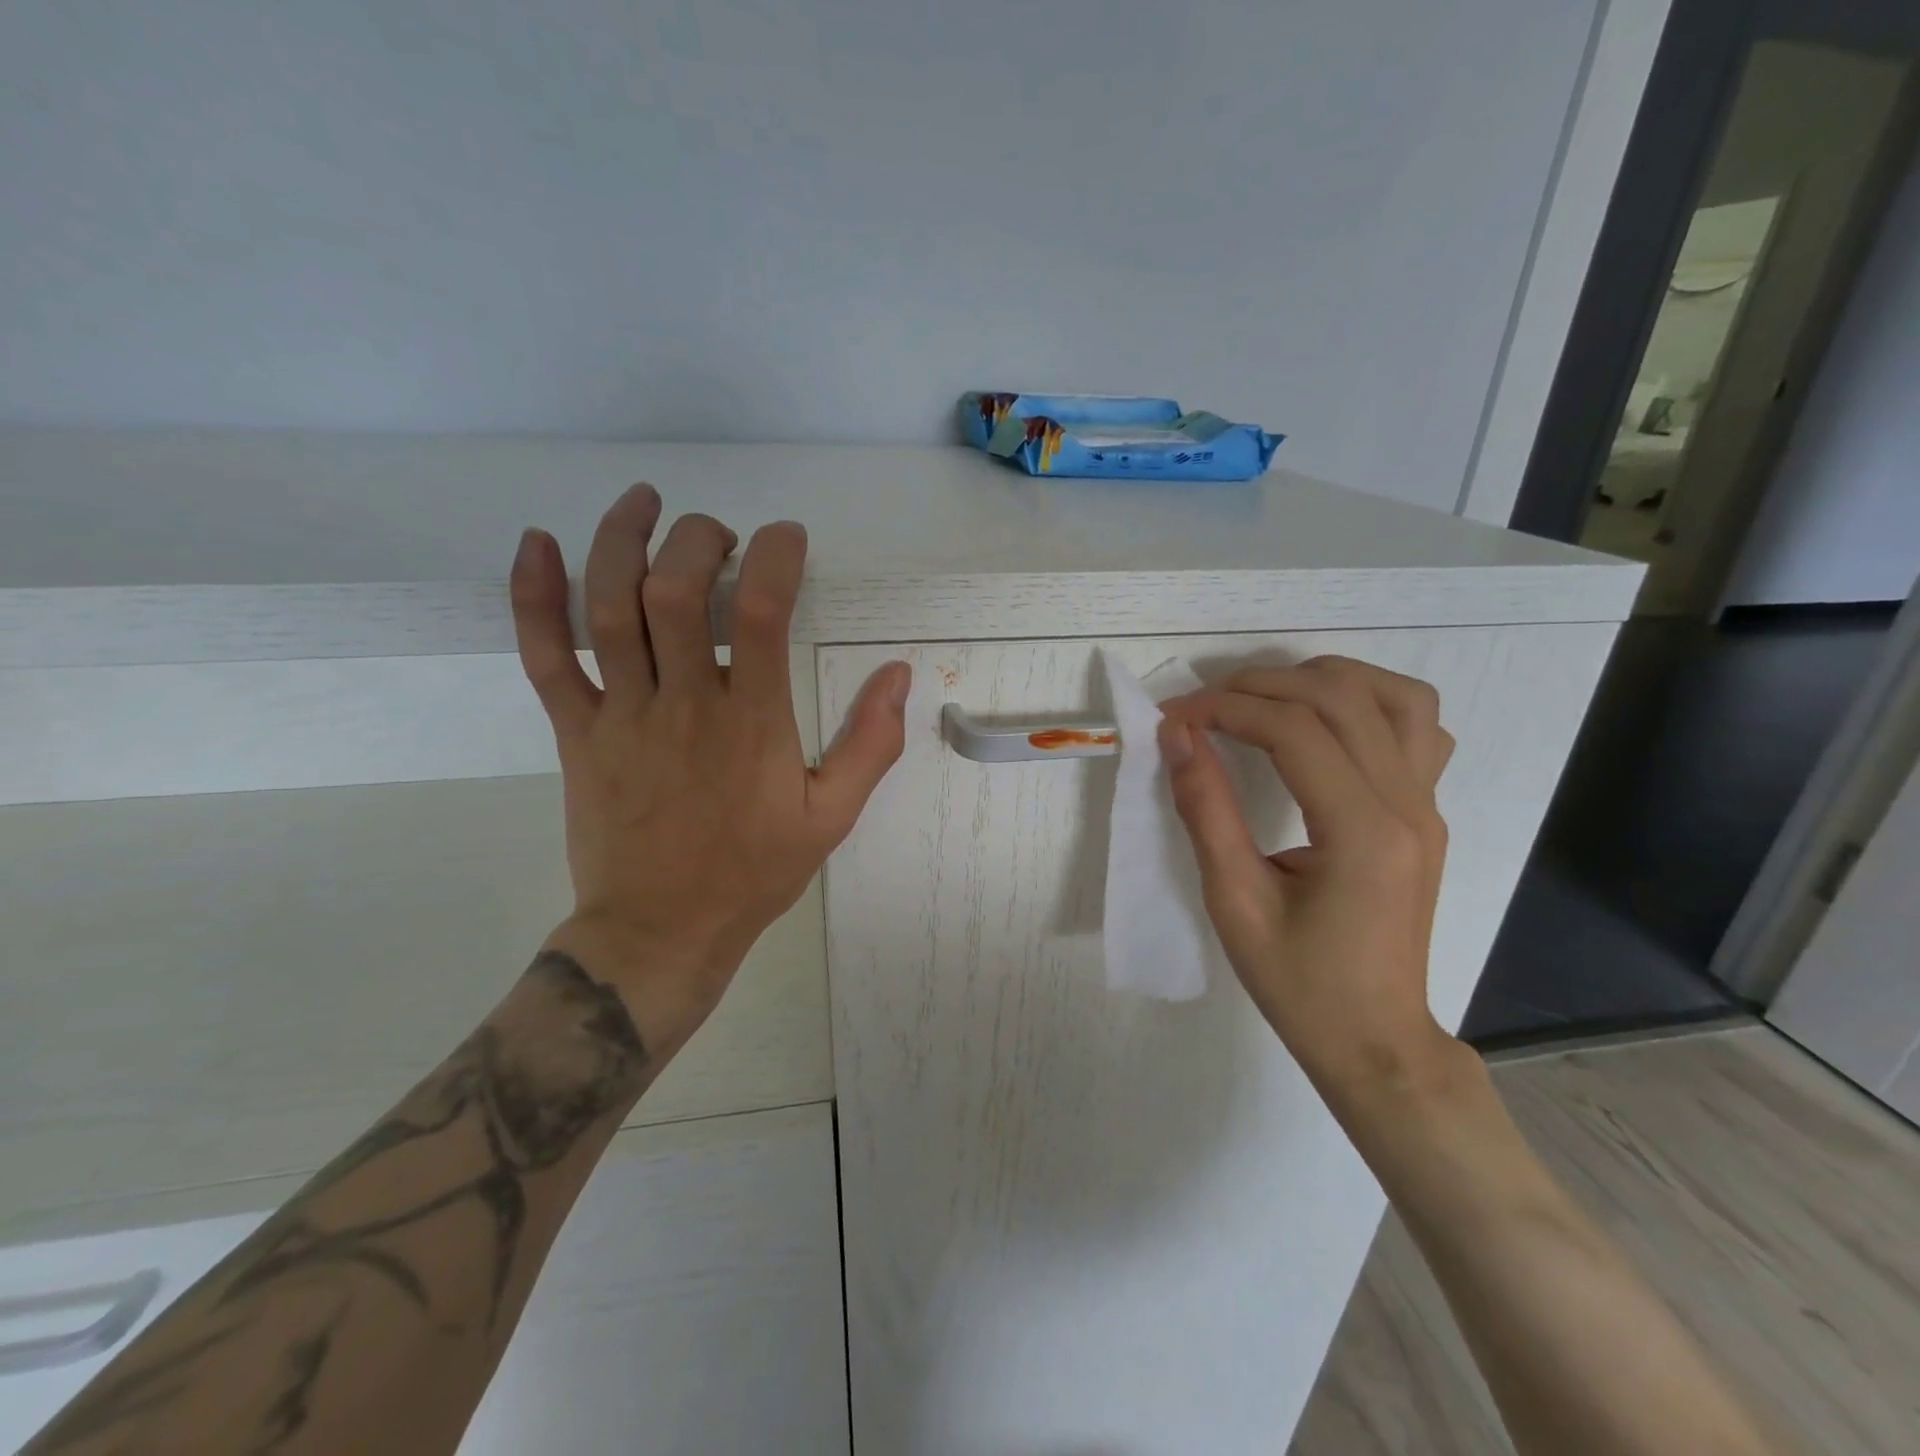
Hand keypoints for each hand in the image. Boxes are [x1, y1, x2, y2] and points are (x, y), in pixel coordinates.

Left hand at [509, 484, 910, 1055]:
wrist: (661, 931)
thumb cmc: (752, 873)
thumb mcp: (832, 818)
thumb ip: (870, 744)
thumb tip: (899, 673)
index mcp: (751, 723)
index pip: (758, 611)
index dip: (774, 556)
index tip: (788, 539)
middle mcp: (683, 704)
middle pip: (673, 590)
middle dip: (697, 539)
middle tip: (721, 535)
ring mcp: (621, 715)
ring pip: (609, 608)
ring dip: (621, 540)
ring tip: (642, 501)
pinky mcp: (577, 732)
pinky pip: (545, 657)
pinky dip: (533, 597)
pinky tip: (536, 545)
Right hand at [1157, 657, 1459, 1105]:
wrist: (1376, 1039)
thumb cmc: (1299, 983)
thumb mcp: (1234, 902)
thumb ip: (1206, 810)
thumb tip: (1177, 737)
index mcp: (1361, 832)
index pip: (1294, 729)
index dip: (1226, 709)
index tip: (1174, 719)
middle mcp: (1407, 805)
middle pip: (1341, 697)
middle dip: (1261, 685)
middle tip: (1204, 706)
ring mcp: (1427, 806)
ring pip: (1395, 696)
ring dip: (1323, 679)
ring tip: (1265, 698)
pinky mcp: (1426, 813)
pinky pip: (1417, 728)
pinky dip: (1369, 704)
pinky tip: (1326, 726)